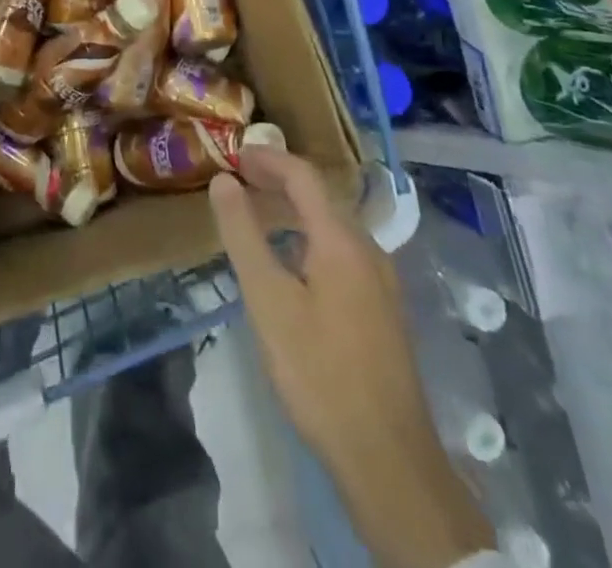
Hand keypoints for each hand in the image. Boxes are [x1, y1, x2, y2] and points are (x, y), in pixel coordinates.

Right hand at [210, 148, 491, 567]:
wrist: (387, 457)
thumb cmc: (319, 371)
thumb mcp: (268, 300)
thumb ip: (244, 235)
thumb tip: (223, 181)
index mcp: (342, 239)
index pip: (304, 175)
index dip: (268, 158)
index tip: (234, 154)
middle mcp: (369, 249)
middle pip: (322, 196)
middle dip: (280, 181)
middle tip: (239, 180)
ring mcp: (382, 281)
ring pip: (334, 225)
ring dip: (295, 210)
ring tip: (258, 216)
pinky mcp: (383, 310)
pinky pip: (343, 252)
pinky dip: (311, 237)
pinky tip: (292, 264)